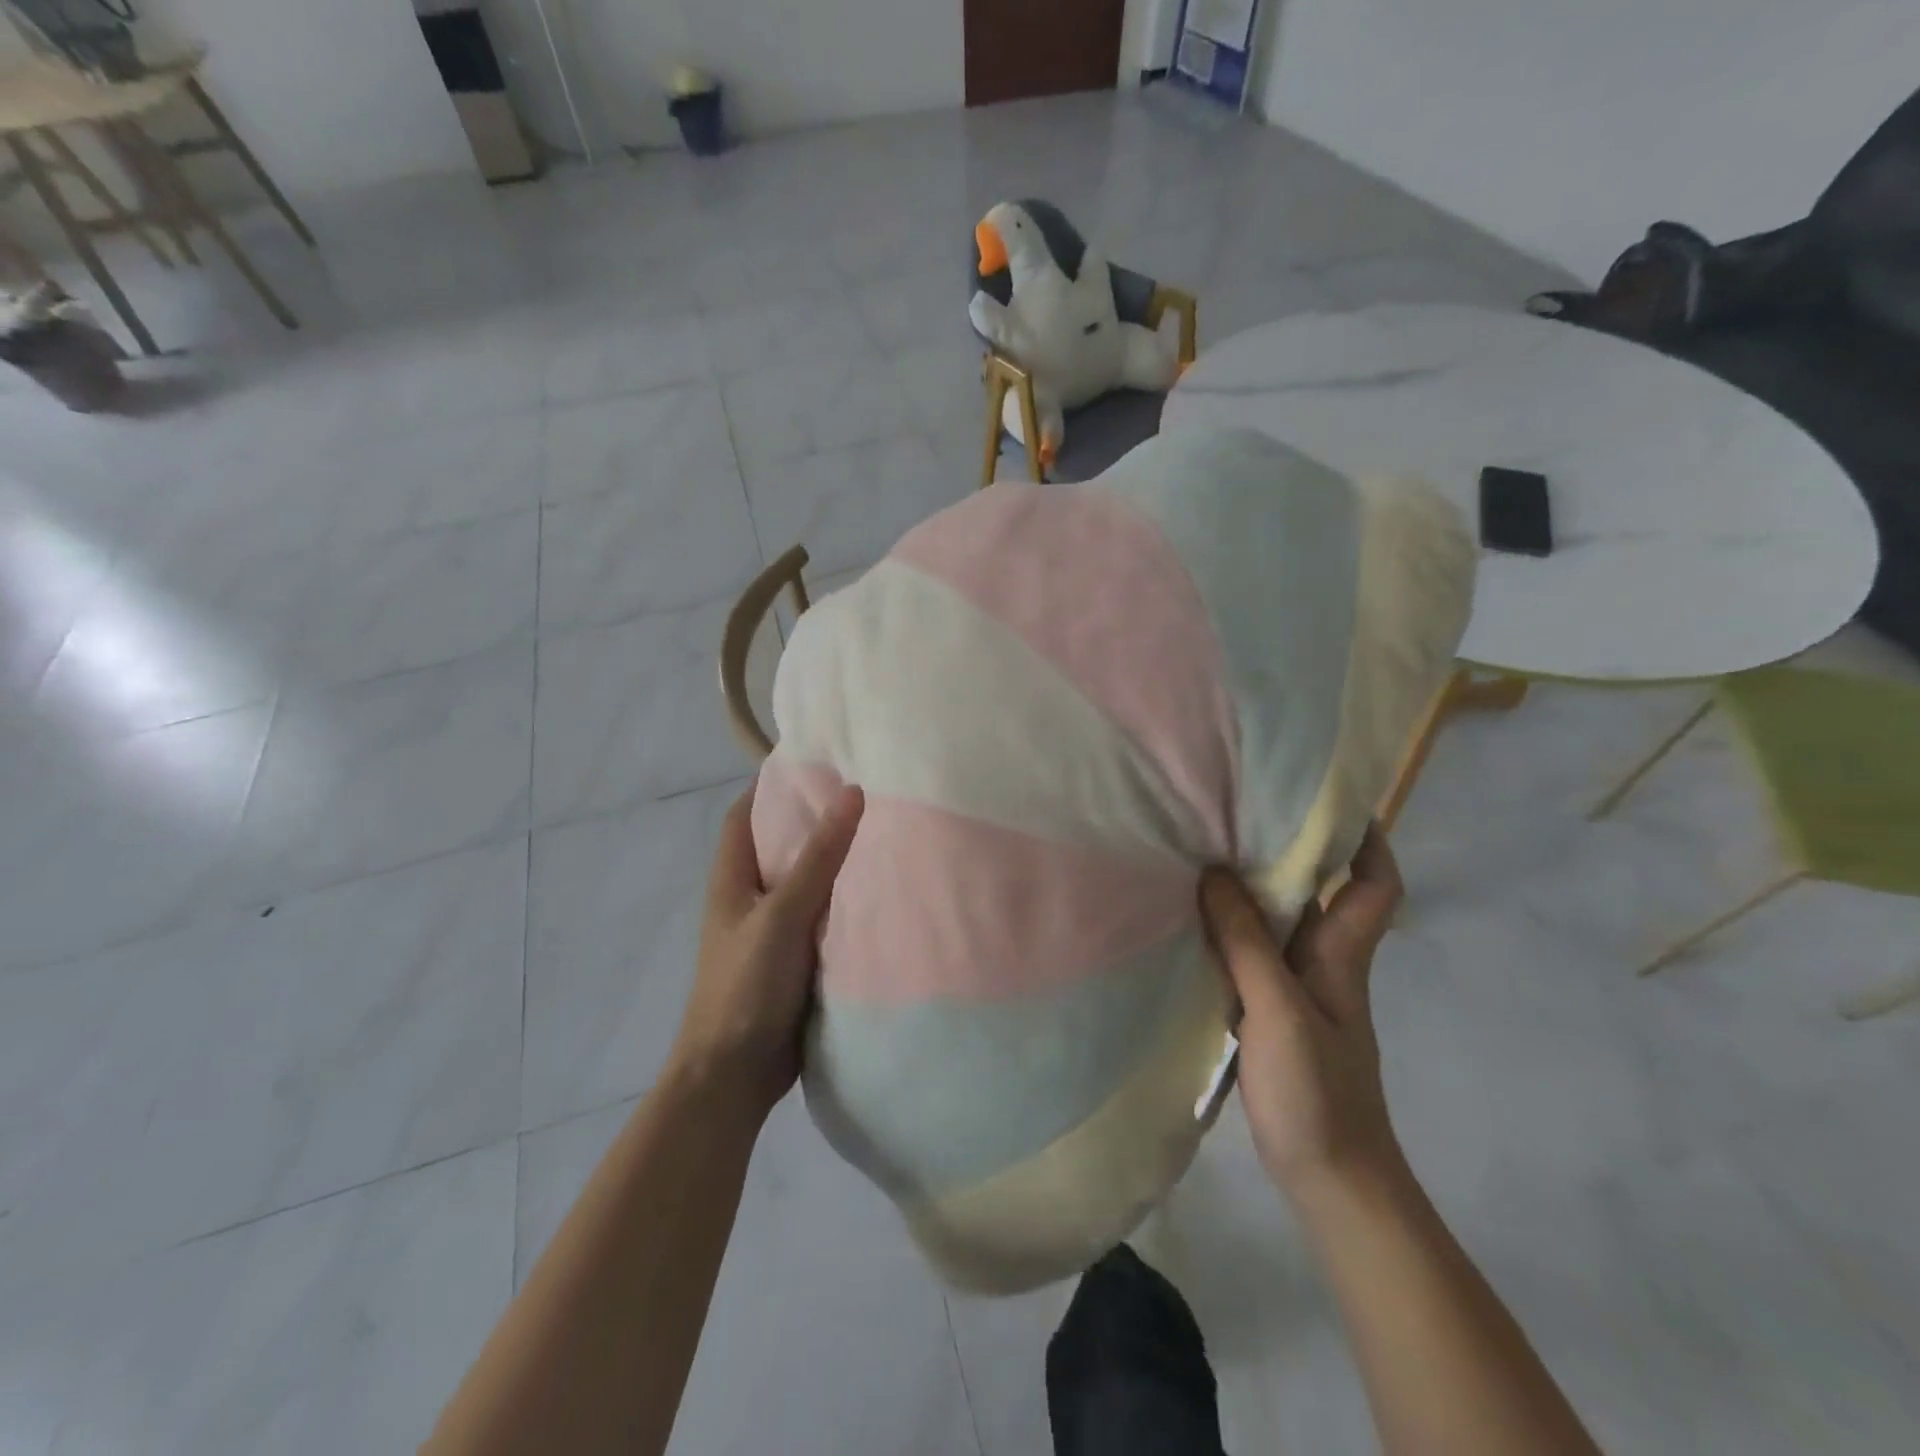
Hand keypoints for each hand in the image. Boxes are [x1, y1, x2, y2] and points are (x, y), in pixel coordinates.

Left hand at [672, 779, 864, 1120]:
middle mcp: (752, 896)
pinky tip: (884, 892)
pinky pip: (826, 917)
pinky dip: (847, 902)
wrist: (735, 1075)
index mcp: (733, 878)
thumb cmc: (746, 986)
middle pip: (783, 844)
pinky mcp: (798, 958)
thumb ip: (819, 857)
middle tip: (869, 793)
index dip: (772, 784)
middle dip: (817, 819)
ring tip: (886, 833)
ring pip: (809, 881)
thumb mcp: (782, 914)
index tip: (817, 761)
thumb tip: (853, 792)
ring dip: (838, 862)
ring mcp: (775, 929)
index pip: (745, 813)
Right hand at [1199, 824, 1405, 1201]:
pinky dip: (1227, 932)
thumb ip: (1247, 943)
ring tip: (1205, 852)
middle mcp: (1321, 963)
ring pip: (1276, 924)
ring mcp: (1294, 990)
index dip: (1368, 842)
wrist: (1331, 1179)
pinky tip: (1191, 920)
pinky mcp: (1267, 1014)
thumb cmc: (1318, 1091)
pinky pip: (1249, 956)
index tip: (1336, 801)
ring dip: (1250, 891)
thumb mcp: (1279, 1010)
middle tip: (1238, 813)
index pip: (1375, 886)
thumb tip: (1214, 873)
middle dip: (1287, 852)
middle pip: (1316, 894)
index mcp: (1340, 955)